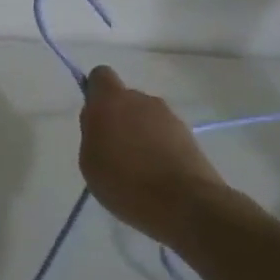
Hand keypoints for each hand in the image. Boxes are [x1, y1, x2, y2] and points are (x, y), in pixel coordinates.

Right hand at [78, 66, 235, 242]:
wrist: (185, 204)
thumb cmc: (124, 182)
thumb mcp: (89, 161)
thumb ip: (92, 133)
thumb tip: (102, 122)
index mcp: (111, 101)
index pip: (100, 76)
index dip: (95, 93)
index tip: (94, 119)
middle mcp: (142, 100)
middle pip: (126, 99)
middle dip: (119, 118)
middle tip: (114, 151)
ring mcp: (169, 116)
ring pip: (146, 117)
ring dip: (140, 134)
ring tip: (138, 168)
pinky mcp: (190, 135)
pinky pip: (165, 135)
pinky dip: (159, 148)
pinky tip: (157, 175)